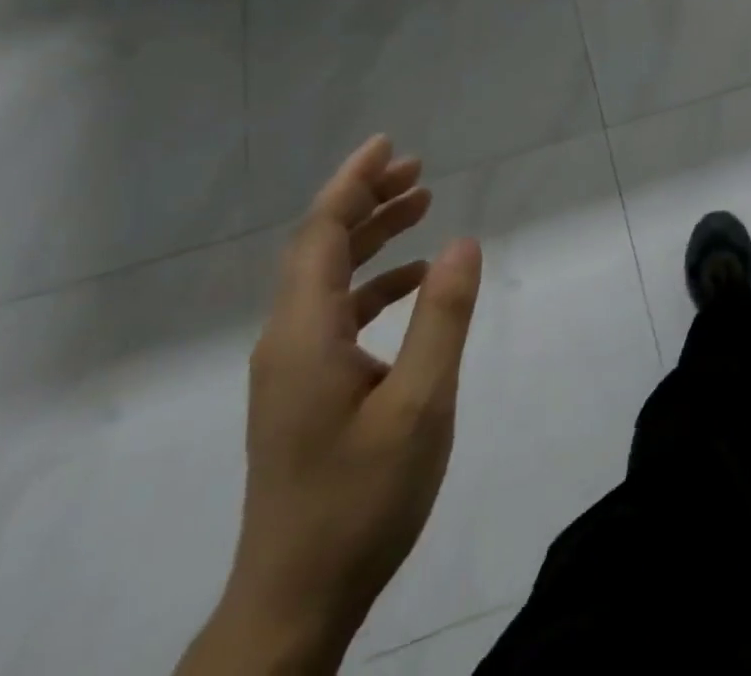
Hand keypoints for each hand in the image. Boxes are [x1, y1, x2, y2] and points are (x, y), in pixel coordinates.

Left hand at [183, 137, 481, 674]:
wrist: (293, 606)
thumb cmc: (359, 500)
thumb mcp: (419, 405)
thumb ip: (442, 318)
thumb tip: (463, 242)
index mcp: (304, 333)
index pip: (322, 233)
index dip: (354, 182)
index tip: (389, 144)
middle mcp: (286, 339)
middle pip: (320, 246)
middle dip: (366, 200)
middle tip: (418, 170)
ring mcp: (290, 368)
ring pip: (327, 278)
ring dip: (371, 237)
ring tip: (421, 207)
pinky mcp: (301, 392)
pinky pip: (335, 313)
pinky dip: (372, 283)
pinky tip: (411, 283)